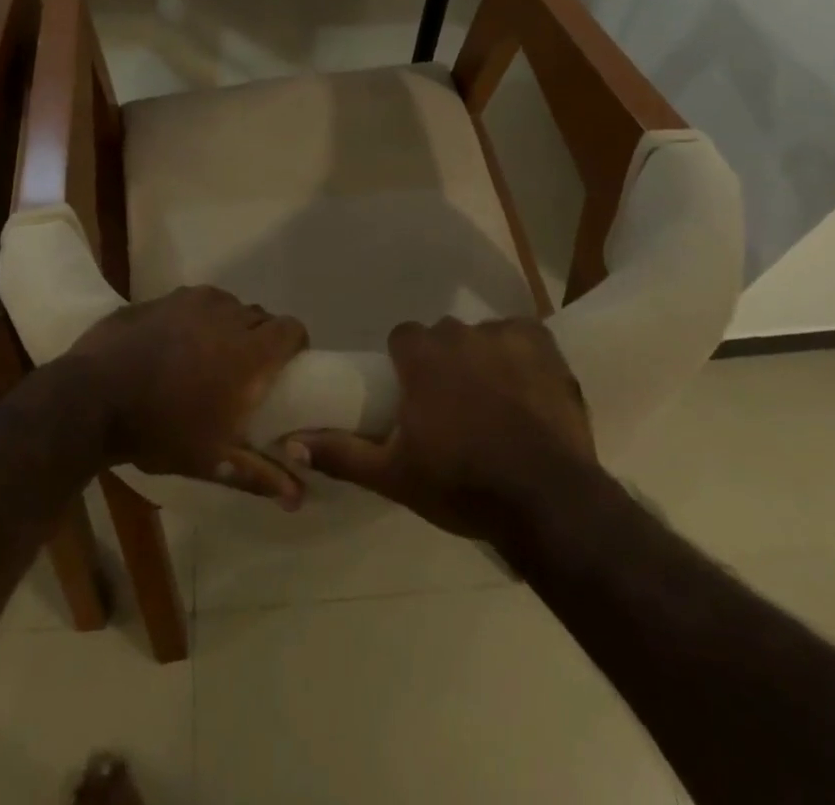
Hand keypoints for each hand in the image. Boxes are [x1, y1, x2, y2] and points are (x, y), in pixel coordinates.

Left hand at [71, 286, 309, 508]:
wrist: (90, 399)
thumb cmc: (159, 430)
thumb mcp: (211, 460)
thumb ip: (260, 474)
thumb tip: (300, 496)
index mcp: (249, 351)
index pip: (292, 329)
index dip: (295, 344)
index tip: (286, 367)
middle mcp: (228, 315)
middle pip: (261, 316)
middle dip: (261, 338)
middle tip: (245, 370)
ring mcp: (192, 300)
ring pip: (228, 305)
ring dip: (229, 324)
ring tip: (209, 354)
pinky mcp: (162, 297)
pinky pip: (195, 301)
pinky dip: (196, 317)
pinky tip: (175, 342)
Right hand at [287, 317, 596, 540]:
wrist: (545, 500)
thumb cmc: (461, 485)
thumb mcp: (393, 475)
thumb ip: (341, 453)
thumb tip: (289, 443)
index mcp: (422, 357)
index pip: (403, 337)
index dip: (406, 364)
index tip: (414, 395)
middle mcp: (460, 334)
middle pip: (443, 336)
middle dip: (444, 362)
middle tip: (453, 407)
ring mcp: (505, 336)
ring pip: (482, 337)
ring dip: (482, 360)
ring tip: (495, 404)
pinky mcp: (543, 345)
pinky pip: (522, 336)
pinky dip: (521, 355)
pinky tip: (525, 388)